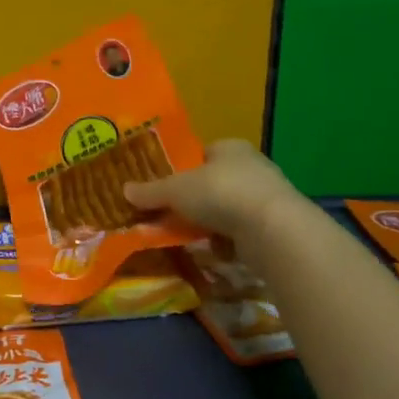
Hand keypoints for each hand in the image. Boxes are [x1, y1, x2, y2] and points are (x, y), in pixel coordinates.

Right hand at [123, 138, 301, 240]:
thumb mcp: (175, 190)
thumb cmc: (220, 193)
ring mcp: (266, 197)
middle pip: (214, 182)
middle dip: (195, 200)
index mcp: (230, 147)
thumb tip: (124, 190)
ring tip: (188, 236)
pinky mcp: (274, 226)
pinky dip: (227, 241)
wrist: (272, 229)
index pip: (202, 153)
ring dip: (210, 222)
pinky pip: (241, 232)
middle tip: (171, 214)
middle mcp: (252, 167)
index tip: (166, 187)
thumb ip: (150, 191)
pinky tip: (214, 250)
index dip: (183, 168)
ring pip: (227, 209)